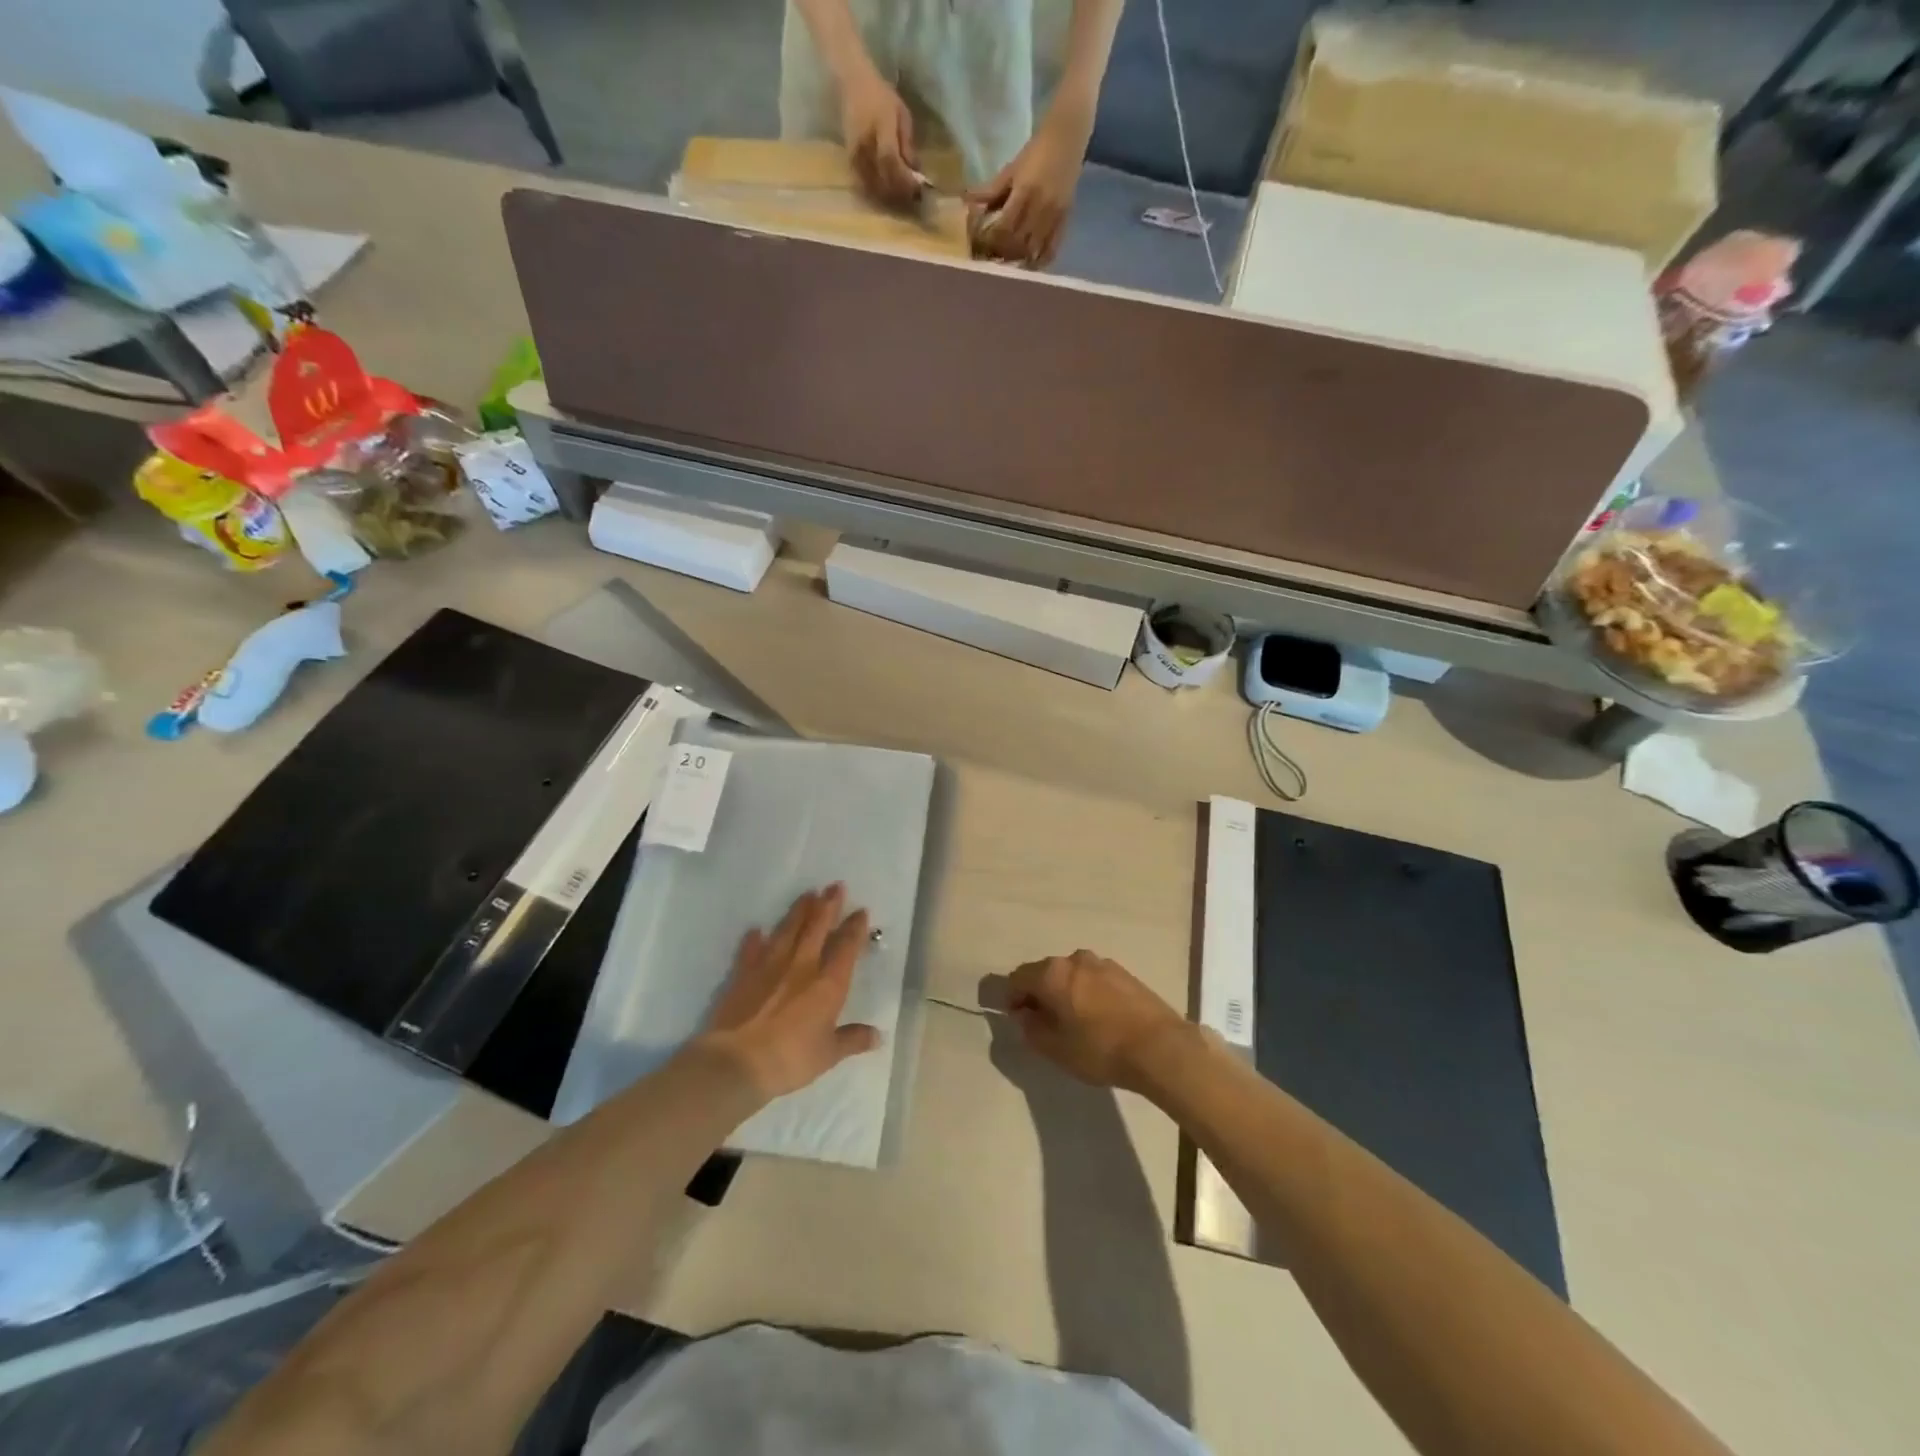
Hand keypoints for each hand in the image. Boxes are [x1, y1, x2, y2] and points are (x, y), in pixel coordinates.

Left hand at [701, 885, 881, 1099]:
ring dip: (798, 911)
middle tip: (835, 885)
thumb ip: (852, 1039)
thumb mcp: (828, 1054)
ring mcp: (769, 967)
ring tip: (807, 894)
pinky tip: (756, 929)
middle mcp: (802, 966)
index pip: (846, 947)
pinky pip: (751, 950)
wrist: (737, 1063)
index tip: (861, 911)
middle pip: (817, 928)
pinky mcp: (743, 975)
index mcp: (828, 984)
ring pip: (787, 931)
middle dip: (828, 905)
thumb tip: (878, 1036)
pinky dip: (754, 939)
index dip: (855, 928)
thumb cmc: (791, 1059)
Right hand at [841, 69, 920, 206]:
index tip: (917, 189)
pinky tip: (886, 194)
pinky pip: (863, 185)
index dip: (904, 179)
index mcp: (880, 126)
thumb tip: (915, 172)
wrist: (852, 84)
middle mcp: (865, 142)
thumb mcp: (902, 114)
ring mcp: (855, 153)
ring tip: (901, 199)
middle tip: (912, 199)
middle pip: (881, 178)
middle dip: (899, 193)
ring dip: (888, 197)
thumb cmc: (881, 96)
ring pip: (872, 186)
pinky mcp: (849, 161)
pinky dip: (876, 194)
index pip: (890, 161)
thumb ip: (908, 144)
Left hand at [965, 107, 1091, 267]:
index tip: (981, 244)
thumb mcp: (1011, 169)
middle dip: (1002, 252)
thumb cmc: (1036, 152)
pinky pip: (1052, 250)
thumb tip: (968, 202)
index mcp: (1025, 192)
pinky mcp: (1064, 221)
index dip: (991, 240)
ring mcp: (1054, 216)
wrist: (1067, 139)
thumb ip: (992, 190)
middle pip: (1017, 242)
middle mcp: (1040, 208)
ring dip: (1018, 259)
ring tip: (1007, 261)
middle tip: (991, 256)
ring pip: (1033, 249)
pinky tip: (1029, 265)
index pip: (1004, 227)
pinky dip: (1039, 261)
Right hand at [1006, 950, 1192, 1092]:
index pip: (1018, 977)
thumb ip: (1031, 1029)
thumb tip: (1024, 1015)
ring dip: (1064, 993)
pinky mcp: (1124, 973)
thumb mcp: (1056, 1049)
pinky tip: (1098, 1018)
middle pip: (1044, 972)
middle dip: (1038, 994)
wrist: (1160, 1047)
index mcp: (1052, 973)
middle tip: (1044, 1023)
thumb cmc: (1100, 1049)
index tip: (1018, 1020)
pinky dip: (1087, 993)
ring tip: (1074, 1022)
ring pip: (1071, 975)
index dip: (1012, 998)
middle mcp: (1074, 959)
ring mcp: (1102, 963)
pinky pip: (1093, 979)